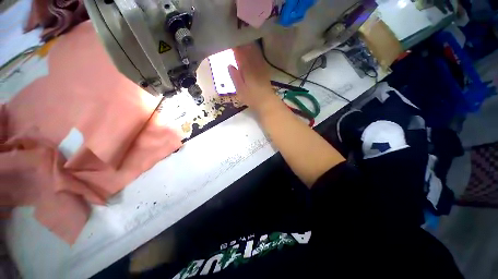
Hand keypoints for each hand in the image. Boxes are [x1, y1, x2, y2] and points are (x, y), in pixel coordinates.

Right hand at [228, 44, 279, 114]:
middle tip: (235, 35)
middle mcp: (253, 64)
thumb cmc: (251, 97)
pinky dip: (254, 50)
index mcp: (246, 69)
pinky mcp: (264, 69)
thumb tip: (229, 65)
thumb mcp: (240, 90)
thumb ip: (234, 77)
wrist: (266, 101)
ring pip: (254, 51)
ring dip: (248, 44)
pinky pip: (259, 56)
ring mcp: (260, 66)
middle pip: (247, 49)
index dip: (234, 46)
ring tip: (242, 39)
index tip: (229, 39)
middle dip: (241, 42)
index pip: (239, 53)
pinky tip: (252, 48)